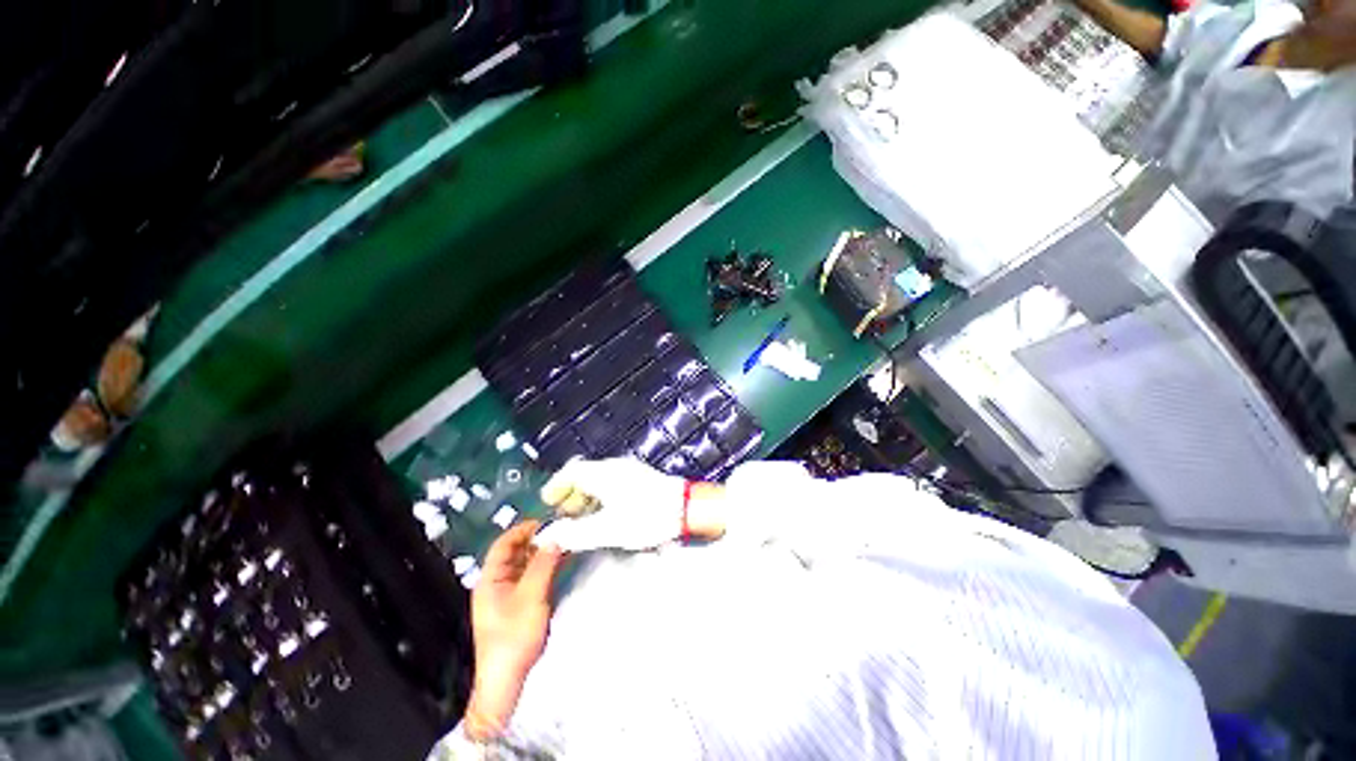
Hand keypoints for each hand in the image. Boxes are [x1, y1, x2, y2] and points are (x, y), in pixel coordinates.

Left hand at [465, 521, 564, 739]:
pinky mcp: (519, 605)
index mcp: (491, 580)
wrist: (506, 680)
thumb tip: (555, 538)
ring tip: (565, 543)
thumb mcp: (531, 597)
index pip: (503, 545)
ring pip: (525, 565)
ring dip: (543, 553)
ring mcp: (508, 595)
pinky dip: (546, 567)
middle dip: (536, 540)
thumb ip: (543, 565)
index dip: (522, 530)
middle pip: (515, 553)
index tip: (545, 522)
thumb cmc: (514, 636)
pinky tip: (561, 562)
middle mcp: (497, 583)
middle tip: (560, 531)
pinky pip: (532, 577)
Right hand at [534, 457, 726, 551]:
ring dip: (587, 495)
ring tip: (583, 517)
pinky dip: (602, 495)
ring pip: (600, 478)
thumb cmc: (647, 517)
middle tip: (564, 514)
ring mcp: (630, 469)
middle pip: (585, 474)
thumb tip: (547, 536)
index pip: (572, 471)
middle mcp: (615, 466)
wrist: (687, 507)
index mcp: (604, 473)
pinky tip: (606, 512)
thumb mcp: (608, 530)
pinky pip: (613, 481)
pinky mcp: (642, 477)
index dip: (557, 486)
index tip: (548, 501)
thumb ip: (575, 533)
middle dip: (571, 493)